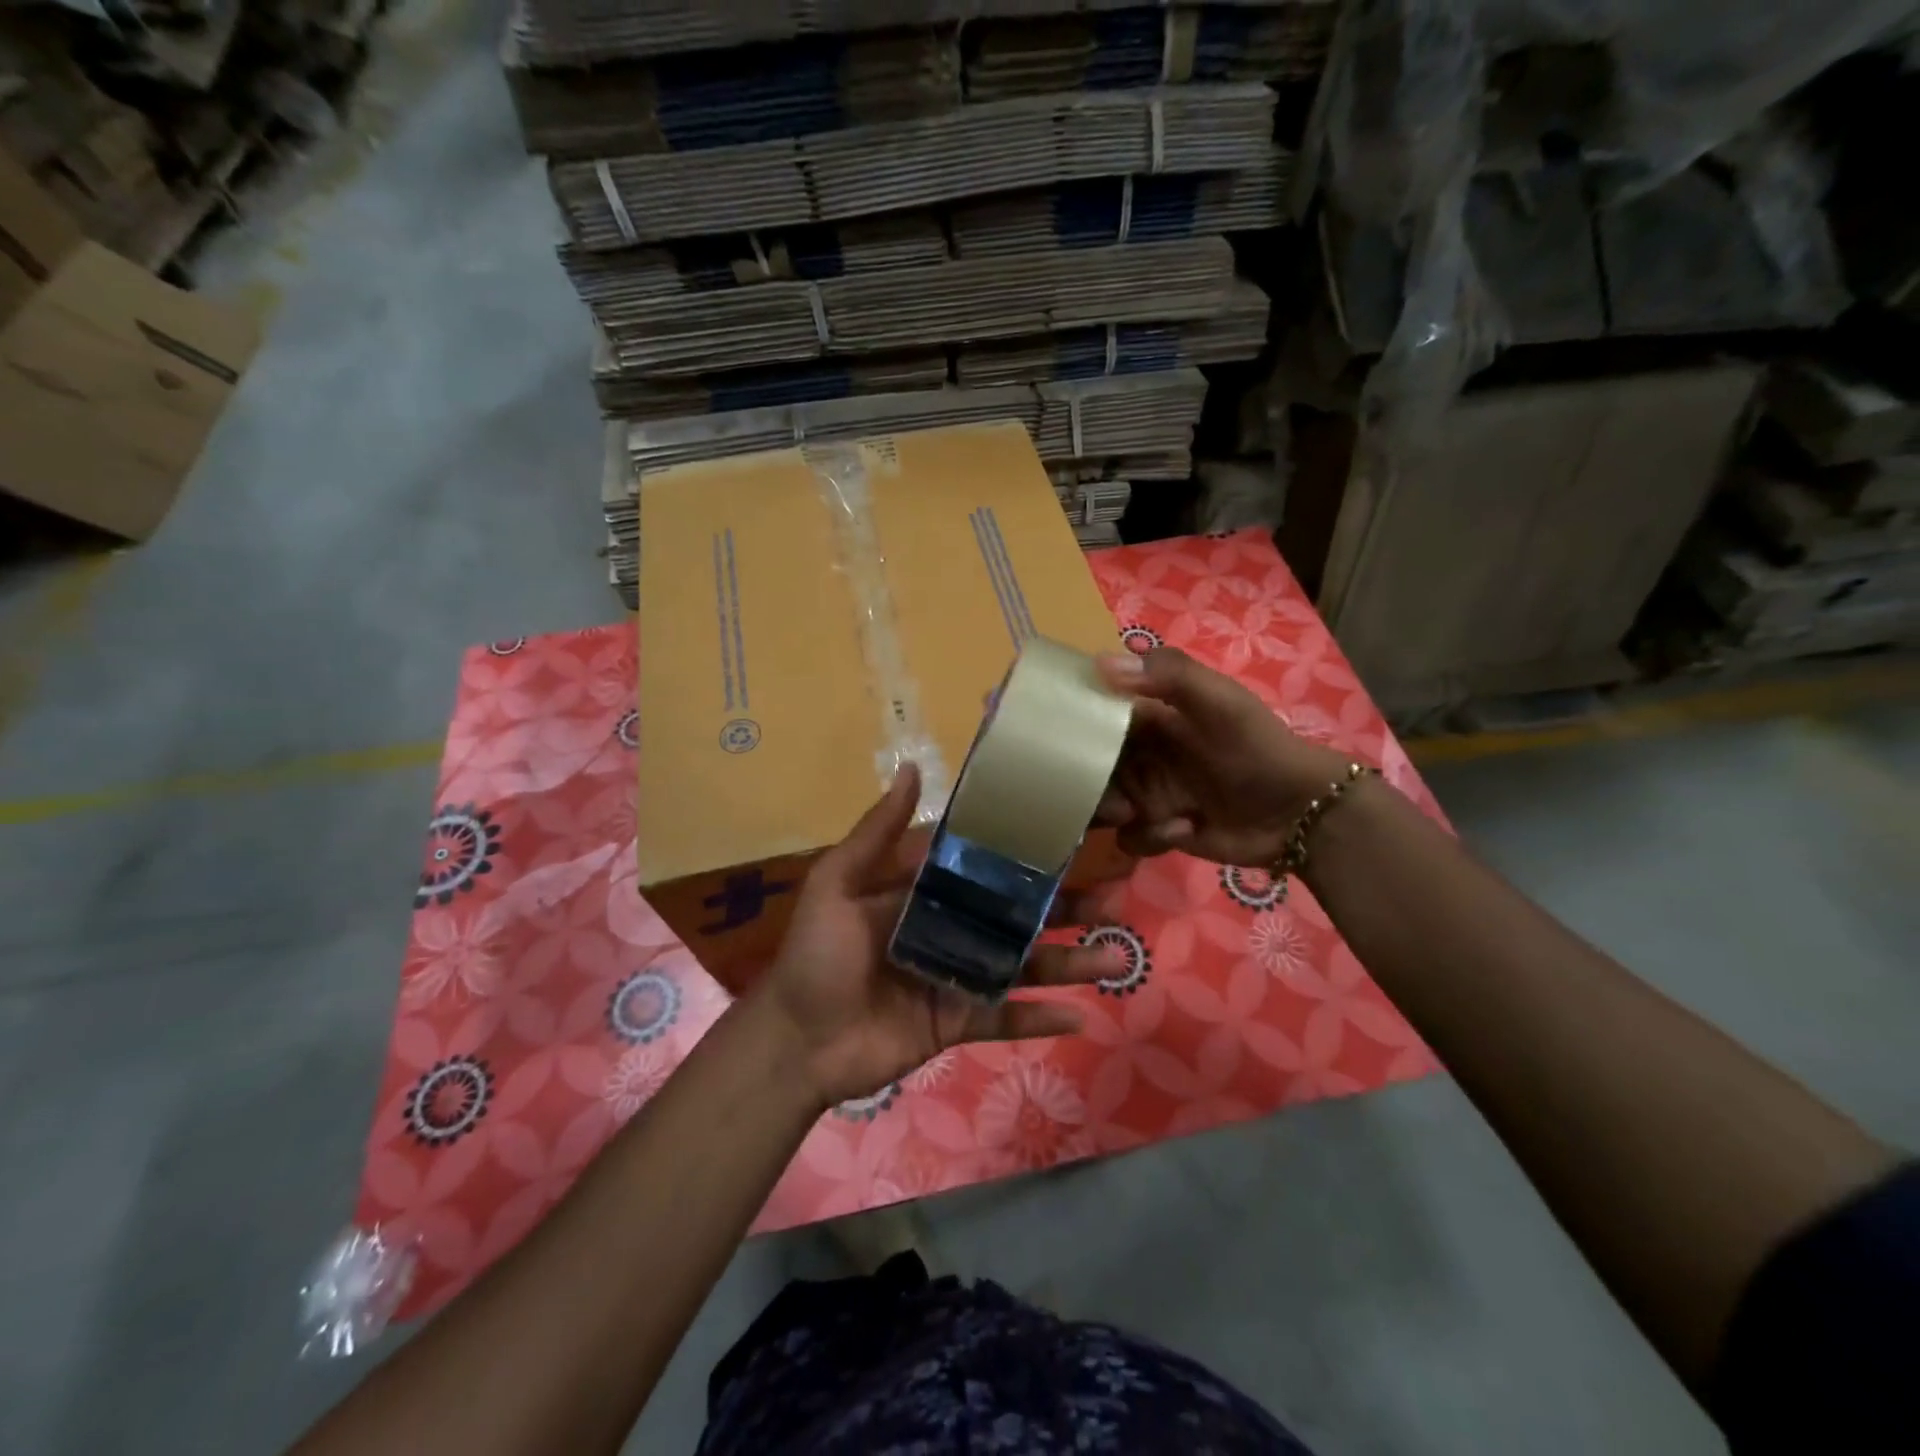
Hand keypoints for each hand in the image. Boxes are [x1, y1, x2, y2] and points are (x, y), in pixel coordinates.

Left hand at [748, 763, 1124, 1109]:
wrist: (796, 1040)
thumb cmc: (817, 953)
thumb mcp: (839, 882)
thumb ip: (877, 831)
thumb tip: (913, 767)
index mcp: (927, 891)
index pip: (987, 866)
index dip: (1027, 853)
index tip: (1075, 837)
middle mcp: (952, 928)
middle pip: (1018, 915)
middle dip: (1065, 908)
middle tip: (1115, 899)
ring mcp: (959, 976)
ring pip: (1023, 966)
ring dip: (1069, 963)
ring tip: (1115, 957)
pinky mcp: (958, 1021)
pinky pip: (1006, 1017)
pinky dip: (1040, 1019)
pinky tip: (1081, 1016)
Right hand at [1094, 646, 1351, 866]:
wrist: (1300, 811)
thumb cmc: (1256, 747)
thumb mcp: (1219, 701)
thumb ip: (1168, 675)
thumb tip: (1099, 664)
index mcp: (1150, 718)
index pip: (1097, 715)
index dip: (1077, 724)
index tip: (1061, 736)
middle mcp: (1142, 755)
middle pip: (1091, 765)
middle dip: (1091, 780)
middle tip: (1106, 783)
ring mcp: (1149, 795)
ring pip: (1102, 804)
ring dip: (1112, 810)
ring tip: (1135, 813)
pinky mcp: (1160, 832)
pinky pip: (1130, 837)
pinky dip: (1150, 836)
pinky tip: (1184, 830)